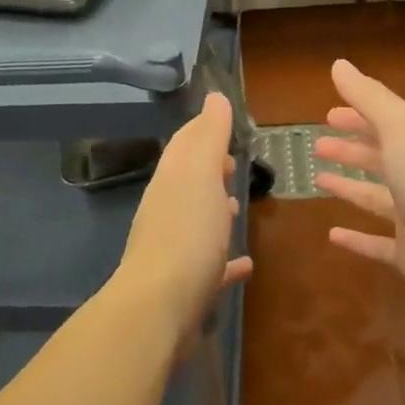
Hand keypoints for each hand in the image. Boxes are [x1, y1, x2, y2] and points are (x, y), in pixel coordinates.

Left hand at [114, 91, 252, 347]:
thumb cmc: (186, 233)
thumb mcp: (201, 174)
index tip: (225, 121)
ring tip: (237, 206)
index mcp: (171, 180)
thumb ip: (209, 136)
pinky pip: (210, 265)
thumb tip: (214, 97)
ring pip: (195, 220)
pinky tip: (246, 264)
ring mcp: (174, 248)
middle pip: (188, 181)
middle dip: (208, 168)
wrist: (159, 307)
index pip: (185, 143)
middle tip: (233, 162)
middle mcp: (167, 209)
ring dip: (213, 209)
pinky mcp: (186, 285)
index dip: (203, 128)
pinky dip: (226, 259)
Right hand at [314, 59, 404, 317]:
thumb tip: (338, 64)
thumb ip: (369, 98)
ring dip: (348, 187)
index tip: (328, 114)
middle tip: (318, 145)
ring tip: (318, 180)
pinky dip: (356, 238)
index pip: (385, 123)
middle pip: (380, 157)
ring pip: (375, 197)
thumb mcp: (400, 129)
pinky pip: (377, 243)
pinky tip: (333, 235)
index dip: (357, 116)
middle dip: (351, 148)